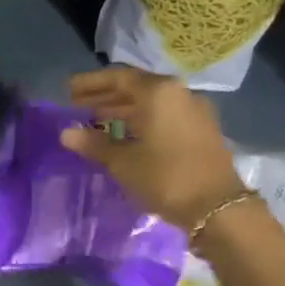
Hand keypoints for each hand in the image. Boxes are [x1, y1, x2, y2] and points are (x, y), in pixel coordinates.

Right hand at [59, 66, 246, 229]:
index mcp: (158, 92)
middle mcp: (178, 94)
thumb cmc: (165, 177)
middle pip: (135, 87)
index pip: (118, 78)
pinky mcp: (200, 130)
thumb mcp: (123, 162)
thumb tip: (66, 133)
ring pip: (150, 102)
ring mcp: (193, 111)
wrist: (218, 207)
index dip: (91, 83)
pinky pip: (163, 115)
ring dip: (122, 108)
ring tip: (95, 119)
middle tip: (77, 104)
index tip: (68, 90)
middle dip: (105, 95)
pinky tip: (124, 134)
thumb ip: (94, 144)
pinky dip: (140, 119)